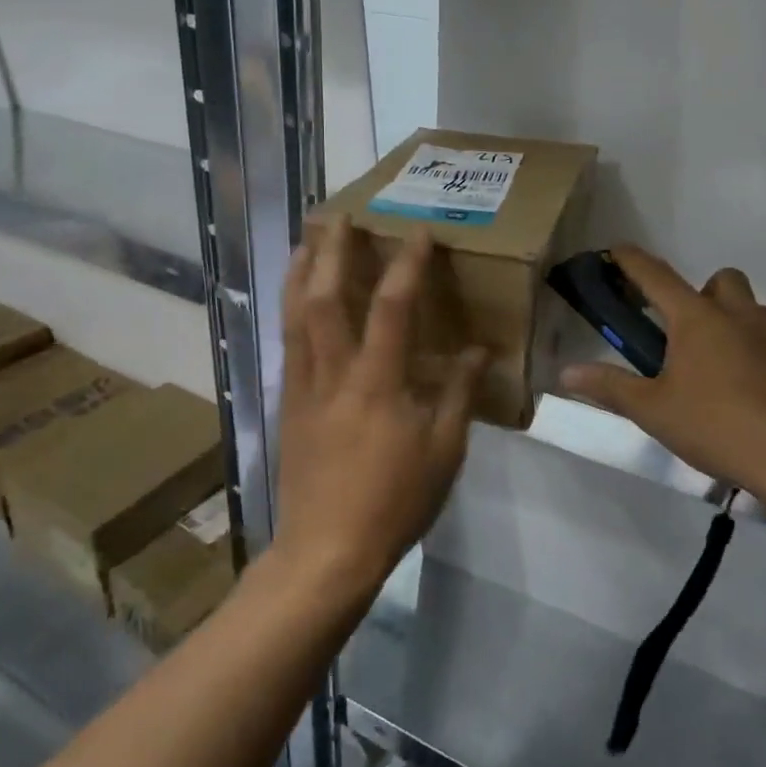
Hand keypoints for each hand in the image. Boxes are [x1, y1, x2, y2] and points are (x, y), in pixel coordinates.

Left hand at [273, 216, 487, 606]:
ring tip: (307, 241)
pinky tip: (296, 303)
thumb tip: (478, 351)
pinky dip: (291, 311)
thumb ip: (459, 394)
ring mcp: (303, 387)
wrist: (326, 551)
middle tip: (337, 215)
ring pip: (294, 316)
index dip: (406, 264)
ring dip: (300, 272)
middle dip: (331, 250)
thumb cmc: (394, 502)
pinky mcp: (287, 405)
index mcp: (377, 383)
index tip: (416, 232)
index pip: (392, 307)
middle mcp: (333, 373)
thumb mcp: (444, 452)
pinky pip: (288, 344)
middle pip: (325, 297)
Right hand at [560, 248, 765, 529]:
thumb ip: (610, 387)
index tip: (615, 251)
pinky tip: (748, 392)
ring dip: (731, 321)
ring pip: (752, 309)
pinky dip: (757, 352)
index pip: (656, 276)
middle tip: (682, 333)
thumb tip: (567, 372)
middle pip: (720, 280)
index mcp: (697, 318)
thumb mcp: (654, 411)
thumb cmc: (719, 426)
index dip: (631, 261)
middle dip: (699, 293)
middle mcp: (740, 315)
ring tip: (714, 367)